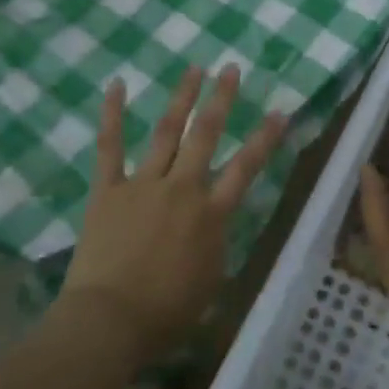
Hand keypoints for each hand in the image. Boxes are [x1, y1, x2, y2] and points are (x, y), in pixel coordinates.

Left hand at [58, 65, 287, 362]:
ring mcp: (143, 184)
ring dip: (182, 98)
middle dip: (220, 99)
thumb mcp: (210, 281)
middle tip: (230, 69)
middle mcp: (182, 189)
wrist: (110, 321)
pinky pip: (110, 146)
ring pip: (166, 132)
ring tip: (194, 68)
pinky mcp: (108, 189)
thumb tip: (214, 223)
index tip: (279, 111)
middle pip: (205, 135)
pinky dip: (112, 114)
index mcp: (211, 215)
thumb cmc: (166, 313)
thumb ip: (215, 244)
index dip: (264, 139)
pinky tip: (117, 84)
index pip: (245, 168)